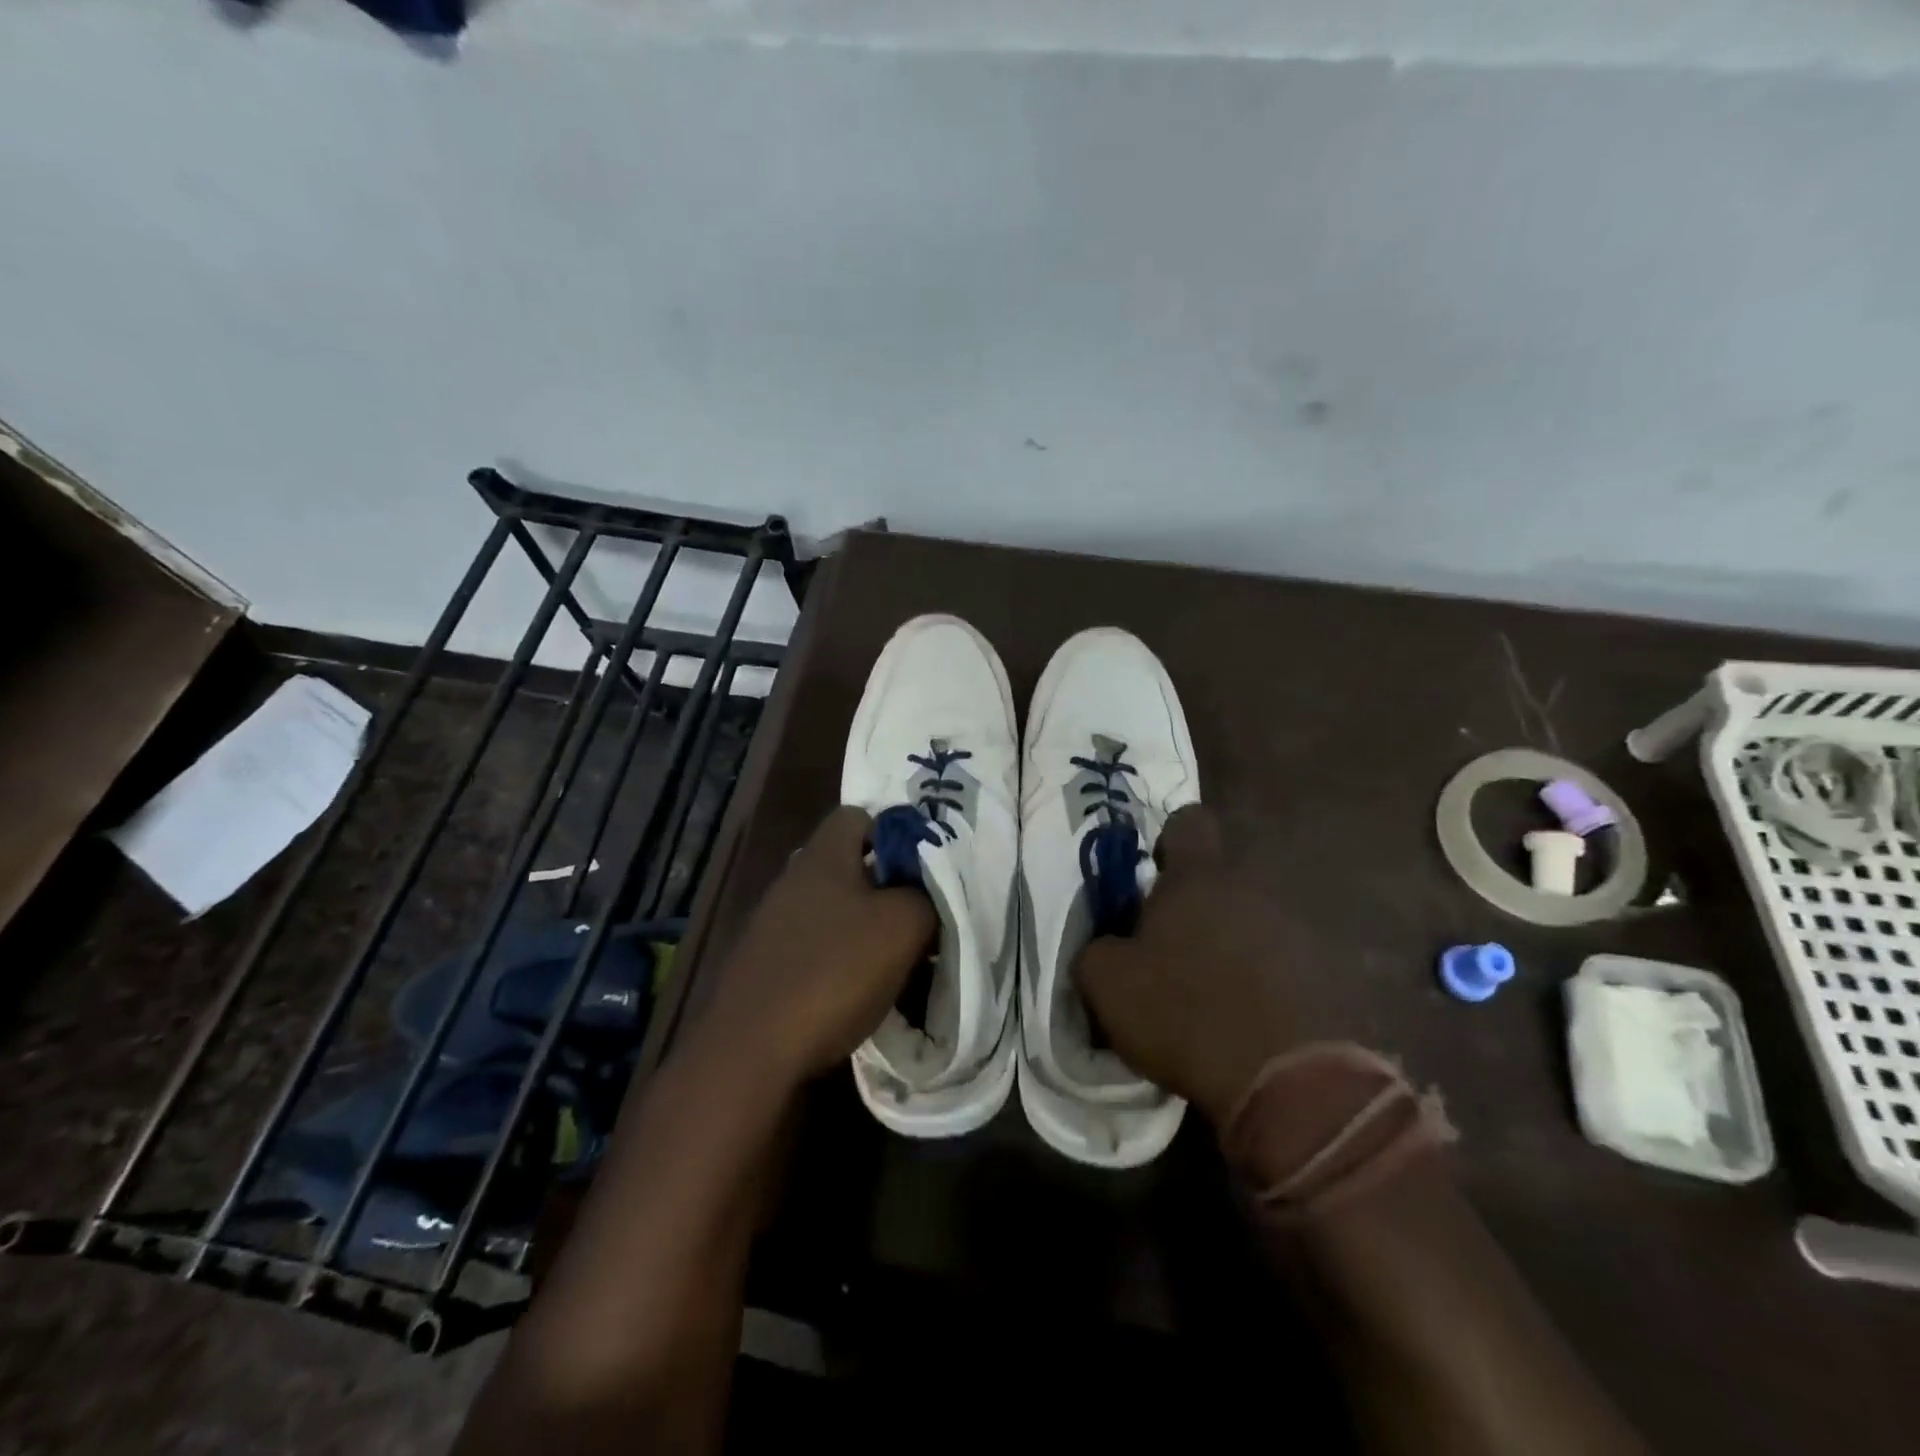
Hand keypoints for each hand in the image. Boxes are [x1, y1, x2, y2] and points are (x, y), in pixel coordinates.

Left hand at [701, 806, 935, 1083]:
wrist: (751, 1049)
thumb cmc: (834, 971)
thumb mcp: (903, 926)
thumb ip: (927, 895)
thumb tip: (929, 892)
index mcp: (823, 855)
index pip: (860, 816)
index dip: (896, 833)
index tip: (925, 869)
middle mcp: (793, 878)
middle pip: (850, 865)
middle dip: (888, 887)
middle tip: (920, 916)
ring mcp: (773, 922)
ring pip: (835, 909)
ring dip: (867, 928)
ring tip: (898, 958)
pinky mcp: (766, 963)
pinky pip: (816, 945)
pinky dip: (841, 958)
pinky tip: (860, 989)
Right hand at [1074, 805, 1317, 1125]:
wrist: (1287, 1082)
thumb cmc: (1184, 1012)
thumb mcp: (1107, 984)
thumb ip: (1095, 950)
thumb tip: (1106, 946)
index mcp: (1198, 878)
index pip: (1188, 822)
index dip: (1167, 842)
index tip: (1153, 879)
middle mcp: (1252, 889)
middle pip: (1219, 880)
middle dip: (1194, 908)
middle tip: (1170, 954)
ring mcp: (1296, 931)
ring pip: (1251, 922)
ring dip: (1230, 947)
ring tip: (1210, 997)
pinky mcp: (1327, 975)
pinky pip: (1283, 964)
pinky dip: (1263, 983)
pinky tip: (1247, 1022)